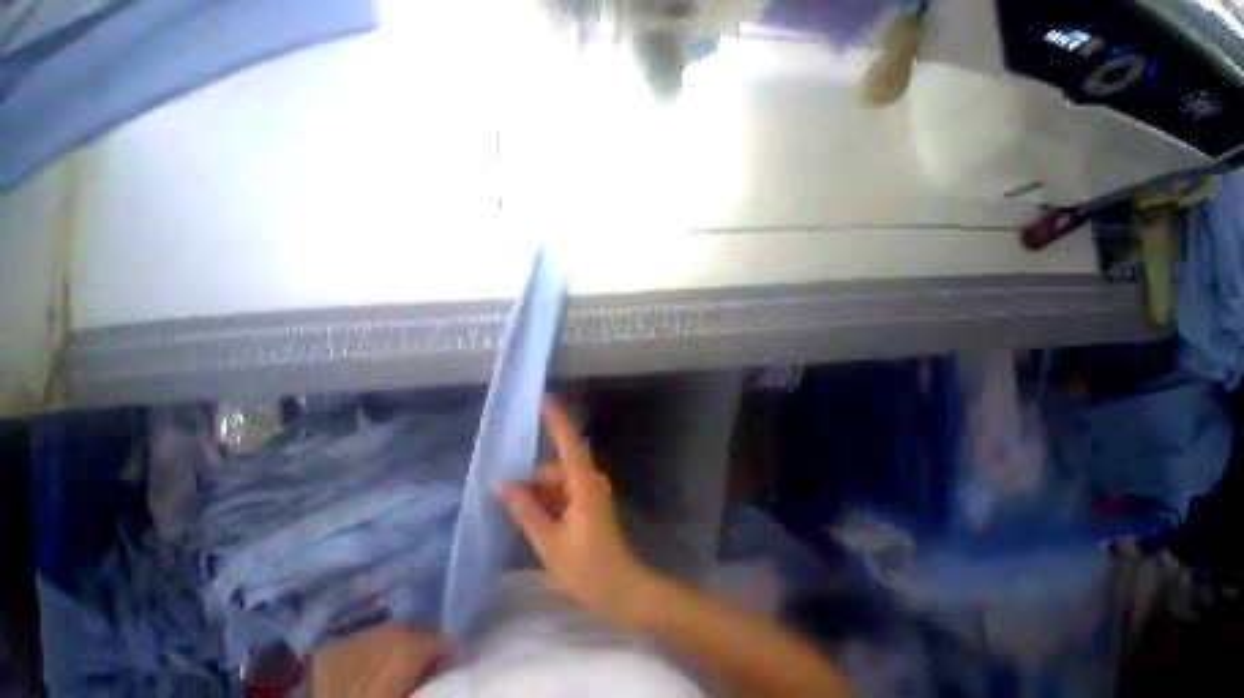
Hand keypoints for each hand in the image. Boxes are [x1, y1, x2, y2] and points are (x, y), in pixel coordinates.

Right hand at [495, 396, 654, 622]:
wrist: (620, 588)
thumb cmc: (587, 566)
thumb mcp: (549, 540)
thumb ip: (525, 510)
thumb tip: (502, 484)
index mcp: (583, 483)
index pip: (568, 442)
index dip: (556, 419)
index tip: (544, 398)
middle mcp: (589, 480)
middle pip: (555, 469)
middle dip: (532, 483)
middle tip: (507, 502)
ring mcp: (591, 492)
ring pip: (557, 483)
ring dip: (539, 497)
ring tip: (523, 522)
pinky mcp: (589, 503)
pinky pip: (564, 494)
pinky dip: (549, 503)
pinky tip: (536, 523)